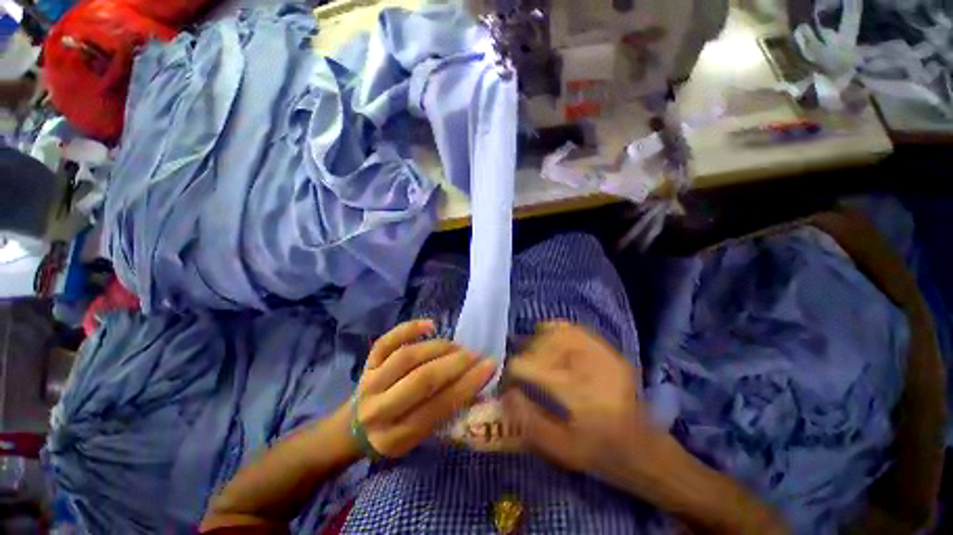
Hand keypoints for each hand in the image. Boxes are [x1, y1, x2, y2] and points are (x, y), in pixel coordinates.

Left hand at [353, 320, 496, 457]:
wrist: (353, 429)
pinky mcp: (367, 363)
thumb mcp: (419, 439)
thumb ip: (446, 414)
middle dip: (455, 364)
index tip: (489, 366)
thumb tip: (479, 388)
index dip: (468, 384)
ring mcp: (371, 381)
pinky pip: (387, 341)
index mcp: (398, 436)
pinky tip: (430, 325)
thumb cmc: (393, 436)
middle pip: (422, 380)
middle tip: (475, 354)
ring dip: (439, 348)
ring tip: (457, 347)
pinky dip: (409, 329)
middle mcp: (381, 408)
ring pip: (408, 357)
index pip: (439, 406)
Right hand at [502, 322, 667, 486]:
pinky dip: (557, 331)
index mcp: (578, 393)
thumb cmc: (602, 453)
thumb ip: (530, 423)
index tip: (508, 383)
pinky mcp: (608, 350)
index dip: (513, 371)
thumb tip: (506, 395)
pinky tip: (550, 341)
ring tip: (533, 356)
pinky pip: (575, 329)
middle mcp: (590, 366)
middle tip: (520, 370)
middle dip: (525, 355)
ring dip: (539, 341)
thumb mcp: (563, 451)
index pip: (531, 366)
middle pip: (543, 344)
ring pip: (558, 332)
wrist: (646, 449)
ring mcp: (602, 354)